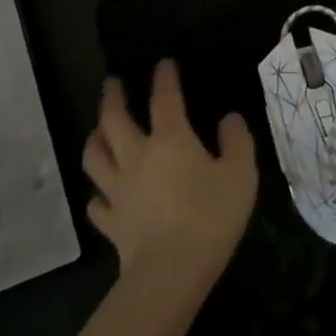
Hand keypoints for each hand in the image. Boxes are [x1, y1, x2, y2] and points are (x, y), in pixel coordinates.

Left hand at [83, 60, 258, 300]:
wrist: (172, 270)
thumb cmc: (211, 216)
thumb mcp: (240, 174)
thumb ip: (237, 142)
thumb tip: (230, 118)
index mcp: (170, 140)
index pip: (165, 99)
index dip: (164, 79)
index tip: (163, 64)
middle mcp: (137, 157)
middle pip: (115, 120)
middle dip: (112, 98)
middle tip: (111, 84)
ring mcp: (118, 190)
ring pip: (95, 157)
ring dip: (95, 139)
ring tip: (97, 130)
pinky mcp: (111, 222)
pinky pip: (97, 203)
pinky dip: (97, 194)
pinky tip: (101, 194)